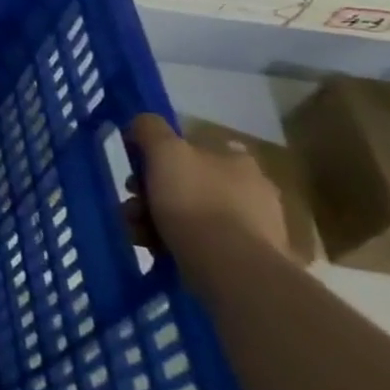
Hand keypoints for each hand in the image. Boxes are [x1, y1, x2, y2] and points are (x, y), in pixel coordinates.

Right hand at [126, 113, 292, 265]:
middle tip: (132, 206)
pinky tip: (158, 251)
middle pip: (189, 184)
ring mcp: (257, 228)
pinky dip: (178, 244)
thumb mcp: (165, 151)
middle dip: (153, 194)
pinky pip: (204, 245)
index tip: (138, 173)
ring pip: (193, 215)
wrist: (230, 267)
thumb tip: (142, 123)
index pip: (196, 149)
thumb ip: (150, 129)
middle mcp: (254, 190)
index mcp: (237, 161)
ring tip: (138, 233)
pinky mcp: (251, 261)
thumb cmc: (194, 201)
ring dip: (158, 220)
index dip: (161, 158)